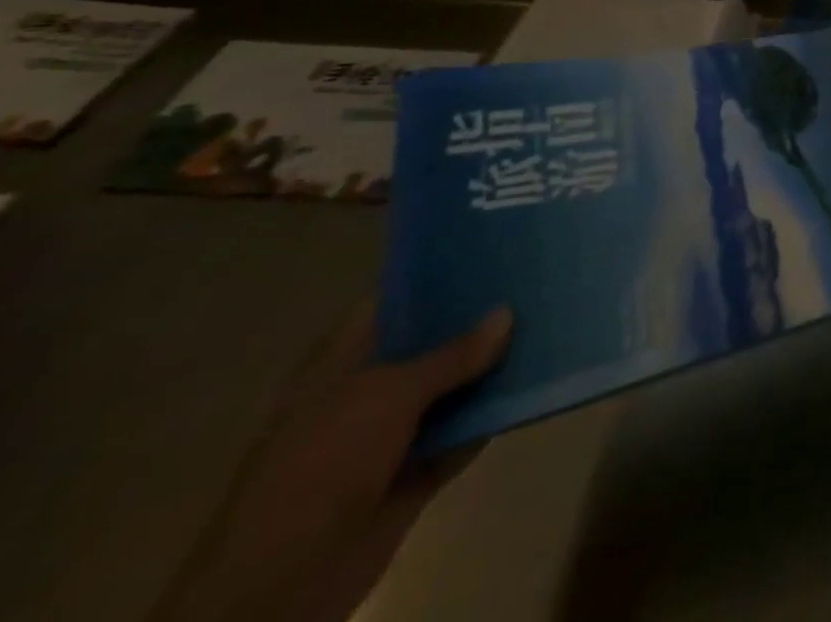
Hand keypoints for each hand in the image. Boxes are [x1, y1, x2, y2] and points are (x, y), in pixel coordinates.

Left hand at [151, 304, 511, 621]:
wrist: (282, 583)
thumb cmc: (323, 463)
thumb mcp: (389, 395)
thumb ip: (452, 355)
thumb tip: (506, 313)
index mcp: (345, 360)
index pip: (396, 298)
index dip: (438, 273)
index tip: (490, 246)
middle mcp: (369, 389)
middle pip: (431, 341)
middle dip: (477, 317)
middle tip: (533, 278)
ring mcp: (391, 433)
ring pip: (452, 387)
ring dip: (491, 367)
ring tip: (547, 322)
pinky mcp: (414, 470)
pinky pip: (462, 432)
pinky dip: (492, 415)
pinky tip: (535, 385)